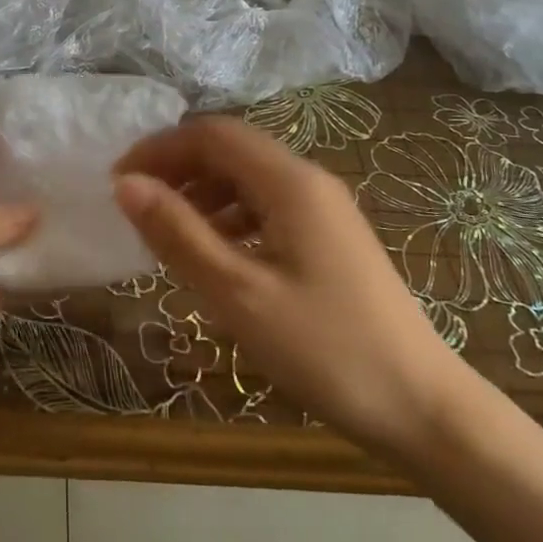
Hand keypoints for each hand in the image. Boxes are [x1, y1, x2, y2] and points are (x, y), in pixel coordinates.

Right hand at [114, 117, 472, 460]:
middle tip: (135, 206)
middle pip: (230, 150)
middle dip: (177, 168)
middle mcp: (308, 180)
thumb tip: (126, 184)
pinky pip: (267, 206)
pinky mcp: (330, 237)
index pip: (211, 134)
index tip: (118, 182)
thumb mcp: (237, 293)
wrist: (423, 407)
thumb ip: (178, 232)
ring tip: (166, 231)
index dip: (159, 148)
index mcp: (289, 181)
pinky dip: (230, 217)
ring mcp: (324, 208)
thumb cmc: (324, 349)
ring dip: (202, 192)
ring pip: (248, 178)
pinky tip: (214, 253)